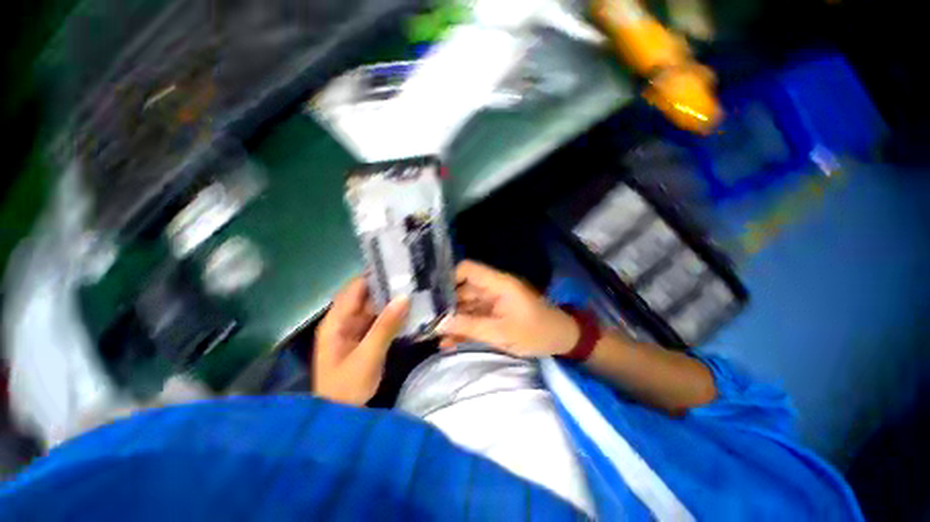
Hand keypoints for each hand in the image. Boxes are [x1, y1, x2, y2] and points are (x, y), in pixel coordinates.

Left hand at [313, 278, 408, 405]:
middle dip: (386, 287)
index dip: (373, 275)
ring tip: (414, 289)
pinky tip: (409, 310)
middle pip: (365, 296)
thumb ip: (385, 326)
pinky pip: (379, 320)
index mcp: (336, 321)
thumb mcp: (367, 356)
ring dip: (391, 300)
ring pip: (374, 308)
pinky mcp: (364, 338)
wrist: (340, 417)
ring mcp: (354, 330)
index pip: (354, 288)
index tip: (396, 266)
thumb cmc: (346, 387)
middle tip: (411, 277)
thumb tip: (404, 297)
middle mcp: (344, 321)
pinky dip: (392, 315)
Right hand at [439, 261, 578, 357]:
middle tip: (424, 320)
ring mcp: (492, 302)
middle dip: (444, 304)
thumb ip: (469, 327)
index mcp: (497, 283)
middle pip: (462, 289)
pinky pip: (474, 317)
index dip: (448, 278)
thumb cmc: (536, 332)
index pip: (467, 269)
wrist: (562, 339)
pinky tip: (448, 342)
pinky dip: (463, 328)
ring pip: (466, 306)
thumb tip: (439, 324)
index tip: (430, 296)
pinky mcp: (494, 314)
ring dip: (452, 319)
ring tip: (431, 334)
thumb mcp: (501, 332)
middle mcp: (492, 288)